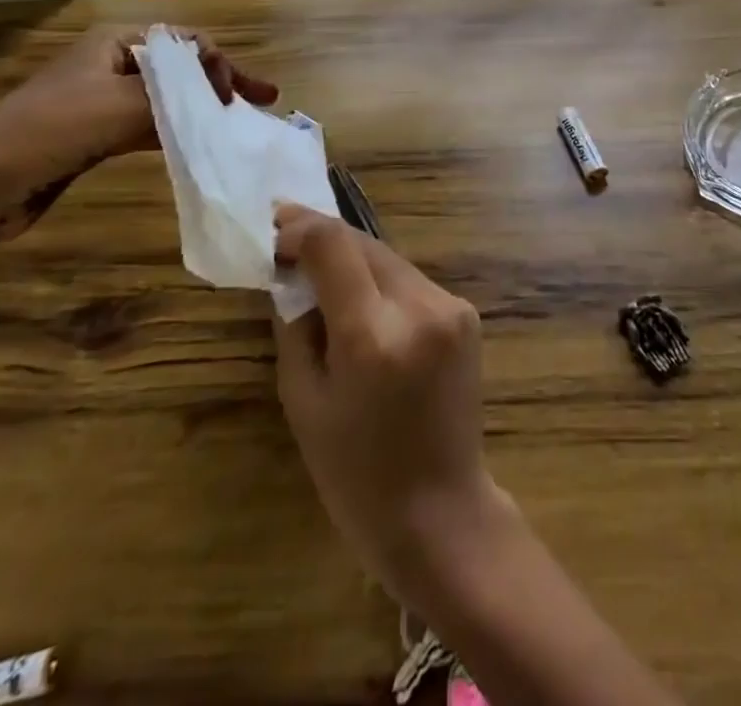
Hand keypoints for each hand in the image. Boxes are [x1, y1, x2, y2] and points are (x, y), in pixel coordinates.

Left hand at [0, 24, 276, 240]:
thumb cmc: (52, 129)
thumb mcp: (123, 105)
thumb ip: (177, 97)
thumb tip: (221, 100)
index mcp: (117, 41)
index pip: (186, 42)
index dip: (220, 64)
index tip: (240, 97)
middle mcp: (114, 63)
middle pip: (181, 68)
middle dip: (221, 83)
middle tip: (261, 102)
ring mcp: (105, 99)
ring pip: (168, 98)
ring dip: (202, 109)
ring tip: (237, 125)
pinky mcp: (99, 133)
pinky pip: (151, 125)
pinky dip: (178, 131)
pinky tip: (200, 144)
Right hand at [273, 205, 510, 605]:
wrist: (441, 512)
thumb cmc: (356, 474)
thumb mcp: (303, 401)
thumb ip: (295, 325)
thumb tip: (291, 273)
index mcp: (371, 335)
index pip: (334, 245)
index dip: (300, 227)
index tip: (274, 227)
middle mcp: (419, 307)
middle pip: (364, 243)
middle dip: (324, 239)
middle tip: (288, 241)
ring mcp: (450, 307)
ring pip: (389, 259)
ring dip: (354, 260)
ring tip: (321, 273)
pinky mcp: (466, 313)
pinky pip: (411, 282)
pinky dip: (382, 283)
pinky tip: (364, 301)